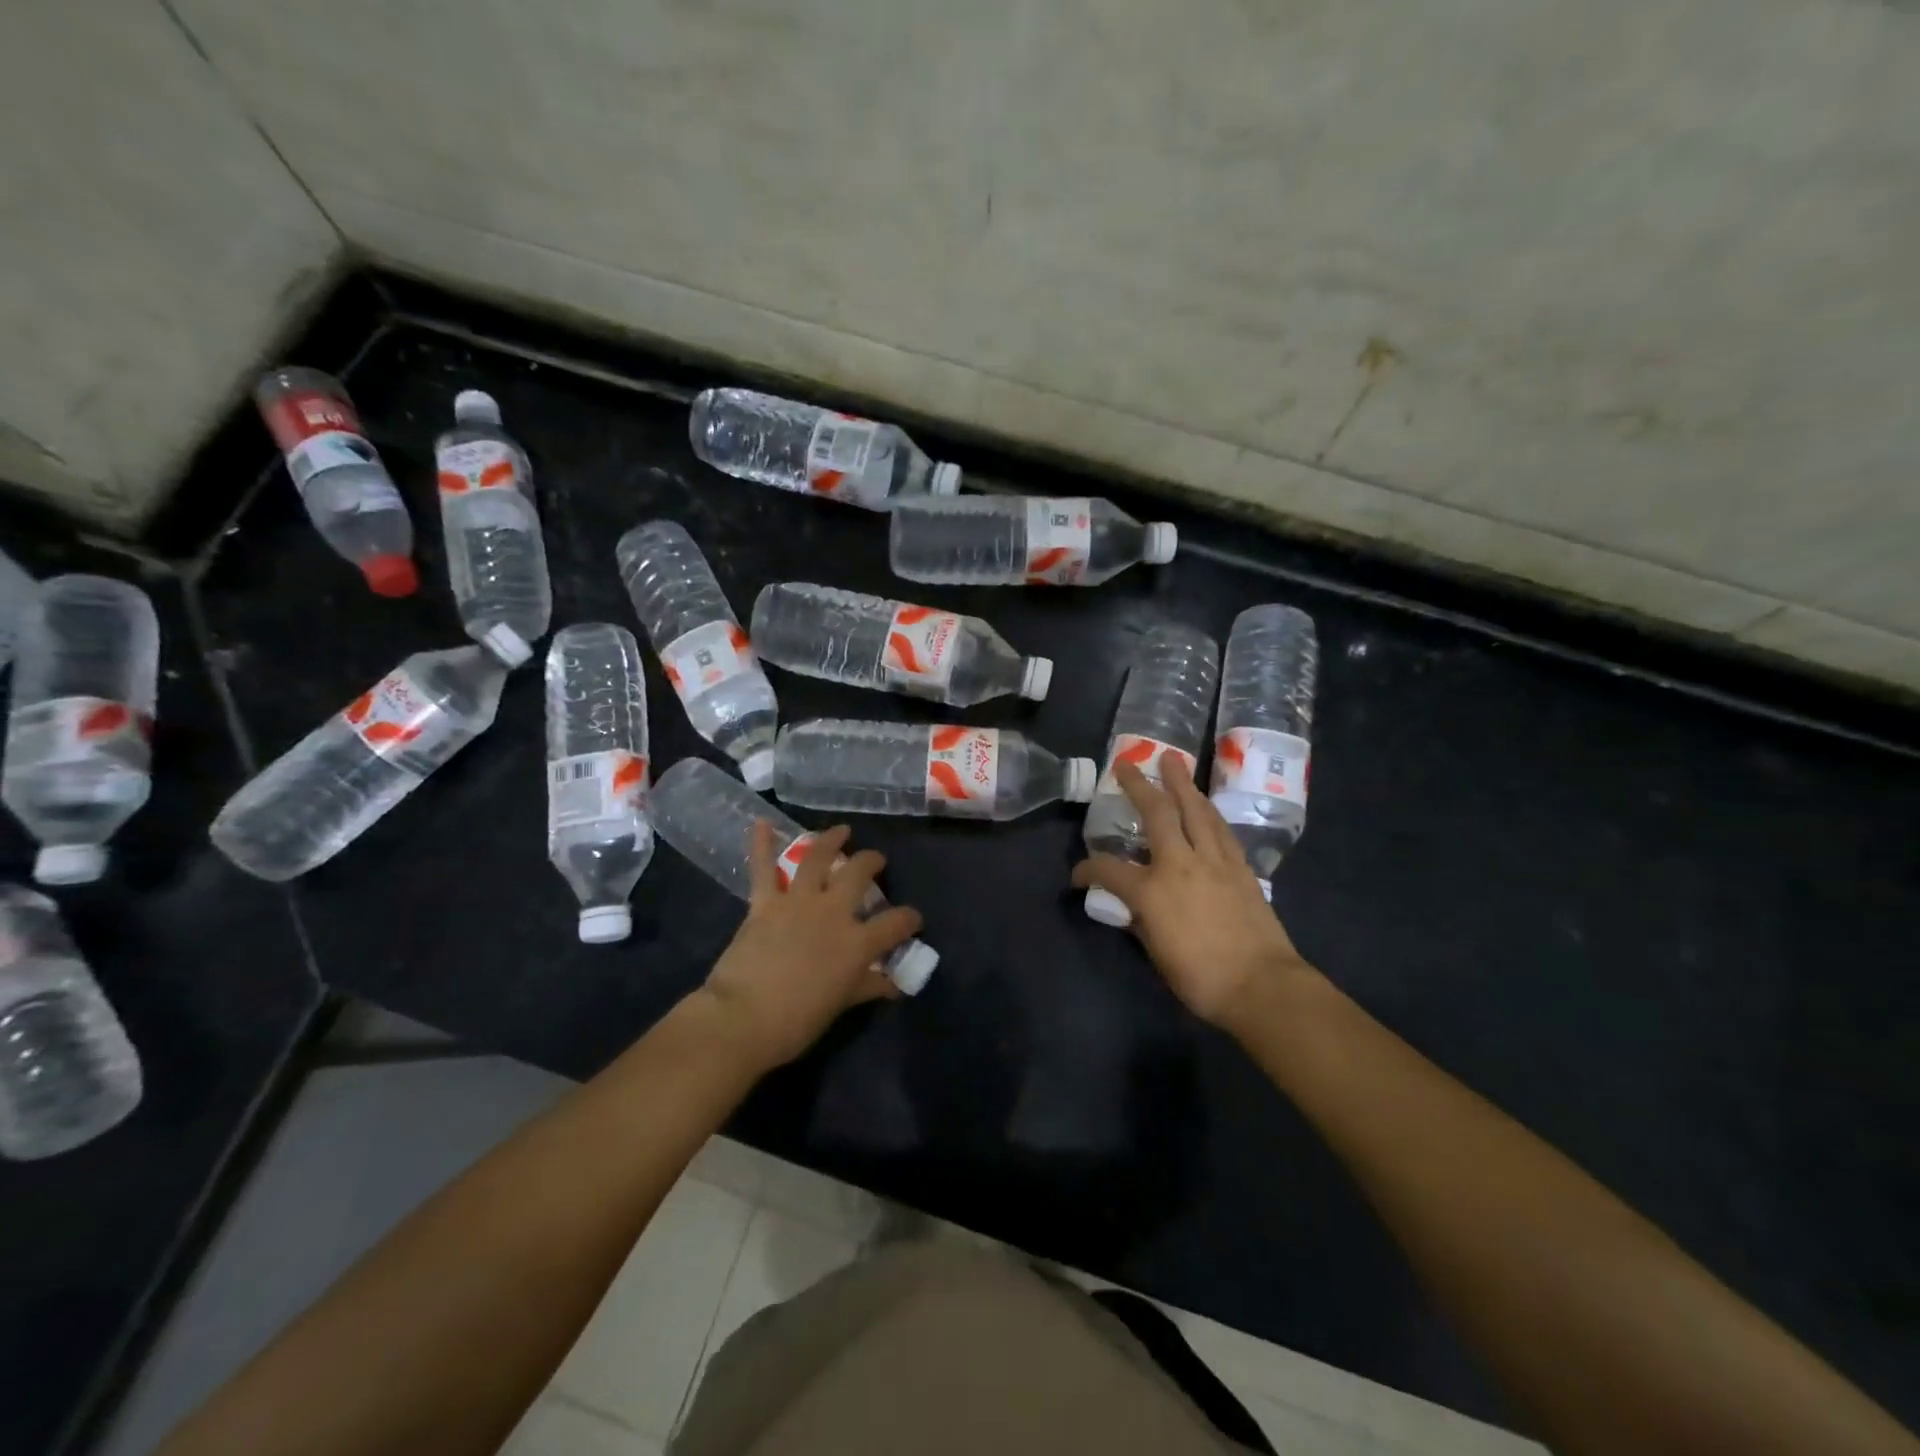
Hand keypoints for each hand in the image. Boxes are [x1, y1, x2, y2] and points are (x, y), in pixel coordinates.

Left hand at [699, 822, 922, 1071]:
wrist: (742, 1018)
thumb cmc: (797, 1021)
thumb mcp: (841, 1005)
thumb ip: (867, 987)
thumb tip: (892, 985)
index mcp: (857, 942)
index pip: (896, 923)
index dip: (909, 919)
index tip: (913, 919)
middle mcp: (832, 912)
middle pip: (859, 874)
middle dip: (872, 862)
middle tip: (876, 861)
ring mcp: (797, 902)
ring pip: (818, 858)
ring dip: (831, 840)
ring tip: (841, 831)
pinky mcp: (765, 902)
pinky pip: (763, 868)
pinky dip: (760, 844)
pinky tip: (760, 823)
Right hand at [1072, 756, 1310, 1028]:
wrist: (1262, 986)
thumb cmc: (1201, 978)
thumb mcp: (1156, 953)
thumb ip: (1140, 922)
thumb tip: (1133, 907)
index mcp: (1151, 891)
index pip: (1108, 869)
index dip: (1087, 869)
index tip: (1078, 875)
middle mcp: (1180, 865)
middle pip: (1157, 814)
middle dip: (1139, 786)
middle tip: (1127, 763)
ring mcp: (1214, 862)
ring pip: (1196, 811)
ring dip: (1182, 784)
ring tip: (1173, 762)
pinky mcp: (1241, 868)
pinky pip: (1220, 829)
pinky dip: (1208, 811)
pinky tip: (1204, 803)